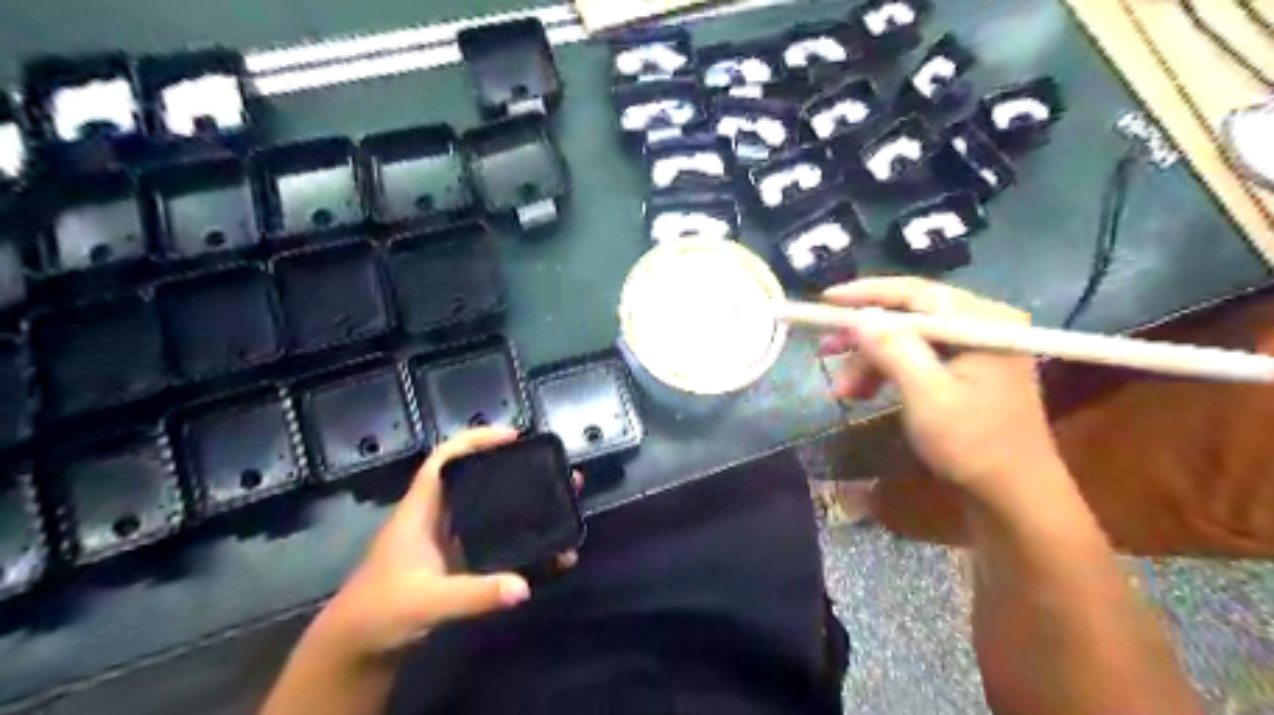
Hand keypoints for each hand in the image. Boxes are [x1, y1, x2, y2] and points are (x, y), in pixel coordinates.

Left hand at [314, 424, 572, 664]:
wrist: (355, 651)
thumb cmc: (379, 614)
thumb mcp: (427, 602)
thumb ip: (474, 595)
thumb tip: (523, 587)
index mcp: (421, 511)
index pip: (445, 459)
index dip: (476, 440)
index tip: (514, 437)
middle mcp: (436, 518)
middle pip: (477, 480)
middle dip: (515, 471)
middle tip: (553, 473)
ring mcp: (447, 541)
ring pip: (489, 509)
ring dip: (522, 504)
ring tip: (559, 503)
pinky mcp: (456, 563)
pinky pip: (494, 540)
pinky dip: (520, 540)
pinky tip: (546, 551)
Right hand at [816, 277, 1065, 498]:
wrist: (1013, 495)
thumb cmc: (973, 444)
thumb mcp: (926, 395)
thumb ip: (893, 349)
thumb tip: (859, 316)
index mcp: (983, 322)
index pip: (916, 293)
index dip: (866, 295)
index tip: (825, 300)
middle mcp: (981, 324)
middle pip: (908, 316)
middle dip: (864, 337)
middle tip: (825, 350)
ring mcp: (974, 347)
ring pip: (906, 340)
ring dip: (870, 361)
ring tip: (843, 391)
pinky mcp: (964, 369)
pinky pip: (915, 358)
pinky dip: (886, 373)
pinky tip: (863, 394)